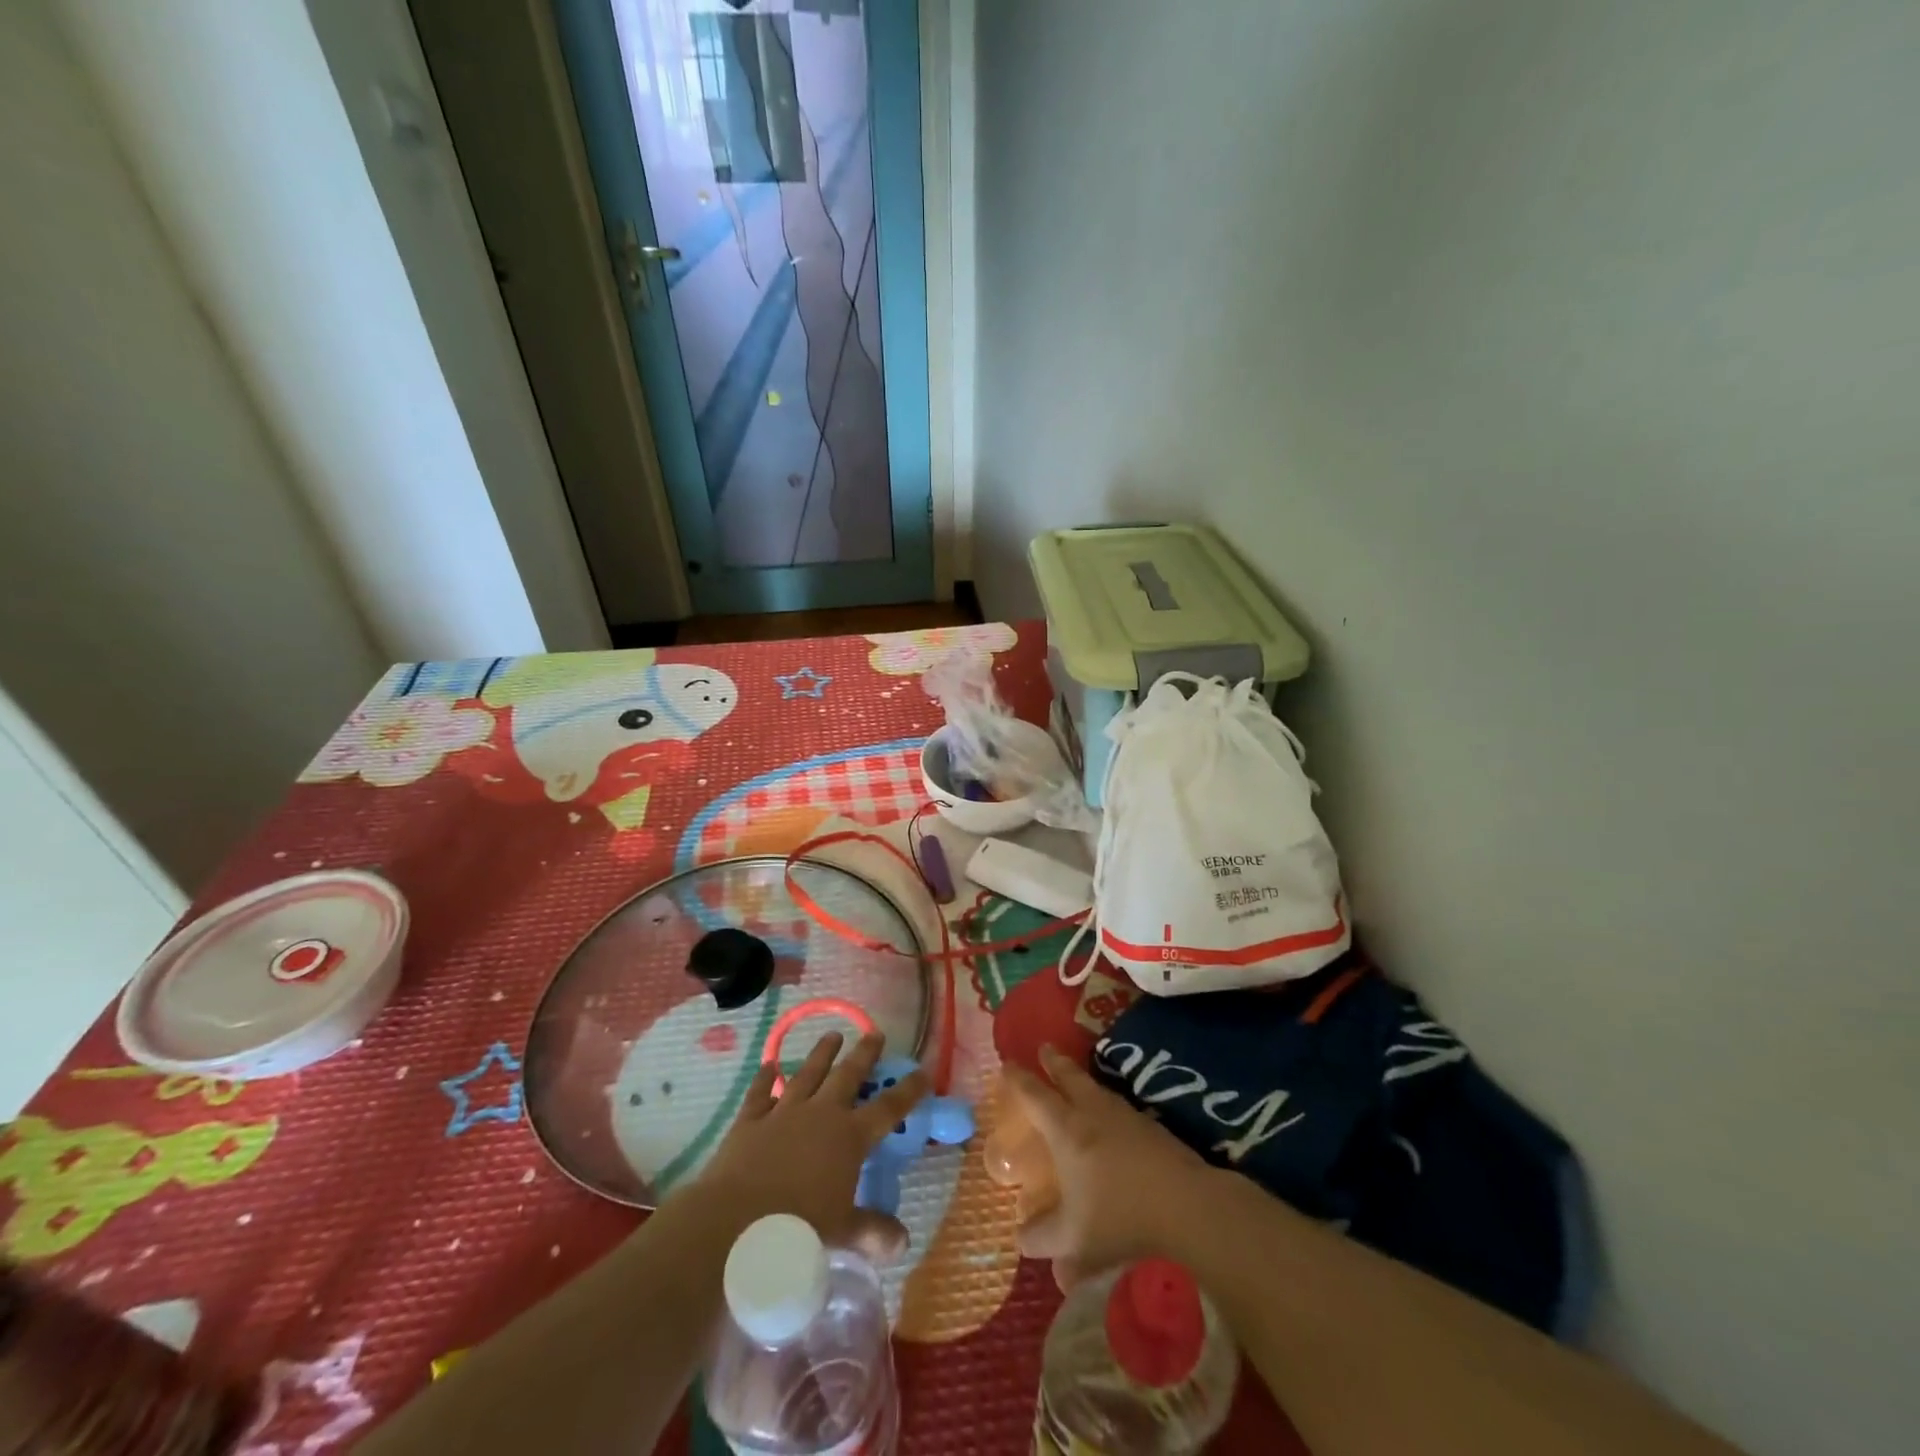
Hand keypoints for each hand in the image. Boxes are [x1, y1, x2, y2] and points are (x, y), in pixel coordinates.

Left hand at [693, 1032, 928, 1263]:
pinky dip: (766, 1078)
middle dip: (864, 1054)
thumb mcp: (841, 1232)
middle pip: (848, 1075)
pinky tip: (769, 1065)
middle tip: (876, 1033)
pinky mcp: (751, 1120)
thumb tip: (902, 1242)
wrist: (734, 1221)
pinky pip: (761, 1092)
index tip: (923, 1072)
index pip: (888, 1108)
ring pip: (808, 1073)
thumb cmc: (796, 1228)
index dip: (909, 1090)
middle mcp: (821, 1114)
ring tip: (833, 1035)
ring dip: (822, 1053)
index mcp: (850, 1137)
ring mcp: (784, 1112)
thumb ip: (872, 1232)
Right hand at [1007, 1044, 1214, 1289]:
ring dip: (1082, 1079)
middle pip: (1070, 1077)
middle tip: (1044, 1048)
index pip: (1035, 1096)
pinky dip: (1107, 1102)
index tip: (1007, 1064)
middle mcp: (1093, 1113)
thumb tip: (1022, 1235)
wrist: (1187, 1207)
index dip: (1019, 1079)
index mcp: (1066, 1130)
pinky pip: (1119, 1106)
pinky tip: (1112, 1116)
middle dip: (1054, 1062)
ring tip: (1077, 1079)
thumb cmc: (1121, 1219)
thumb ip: (1041, 1237)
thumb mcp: (1071, 1239)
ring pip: (1097, 1088)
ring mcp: (1126, 1117)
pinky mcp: (1153, 1128)